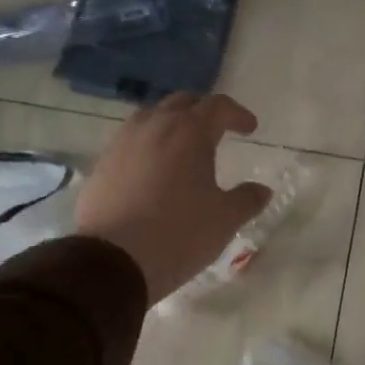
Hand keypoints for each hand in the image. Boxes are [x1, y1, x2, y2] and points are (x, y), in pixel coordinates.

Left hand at [75, 93, 271, 304]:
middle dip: (203, 112)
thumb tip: (262, 190)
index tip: (250, 128)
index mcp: (190, 132)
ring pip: (151, 118)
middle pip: (182, 103)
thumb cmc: (179, 233)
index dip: (237, 114)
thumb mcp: (225, 219)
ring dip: (171, 124)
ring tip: (183, 147)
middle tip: (218, 130)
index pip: (218, 106)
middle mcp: (154, 127)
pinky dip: (148, 145)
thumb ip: (247, 199)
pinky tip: (154, 170)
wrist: (113, 260)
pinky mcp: (102, 164)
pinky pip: (130, 141)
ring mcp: (123, 143)